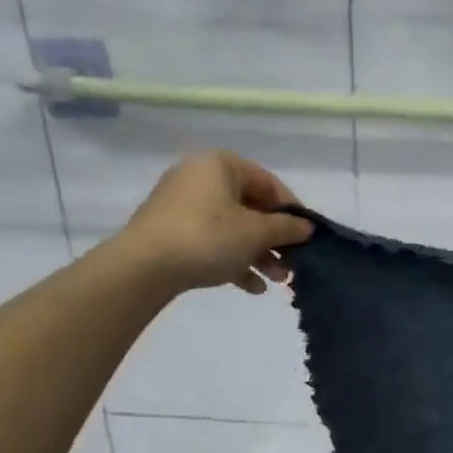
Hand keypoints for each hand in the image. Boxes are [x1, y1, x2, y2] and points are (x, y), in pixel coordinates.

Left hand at [119, 151, 314, 295]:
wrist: (145, 266)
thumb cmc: (209, 237)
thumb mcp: (257, 232)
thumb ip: (287, 228)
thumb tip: (306, 227)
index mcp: (221, 165)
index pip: (269, 183)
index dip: (292, 211)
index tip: (306, 237)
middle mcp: (200, 178)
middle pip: (251, 208)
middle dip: (275, 240)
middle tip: (291, 264)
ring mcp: (183, 205)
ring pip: (233, 229)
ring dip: (259, 255)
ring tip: (276, 281)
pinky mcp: (172, 232)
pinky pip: (212, 242)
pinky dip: (234, 260)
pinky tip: (252, 287)